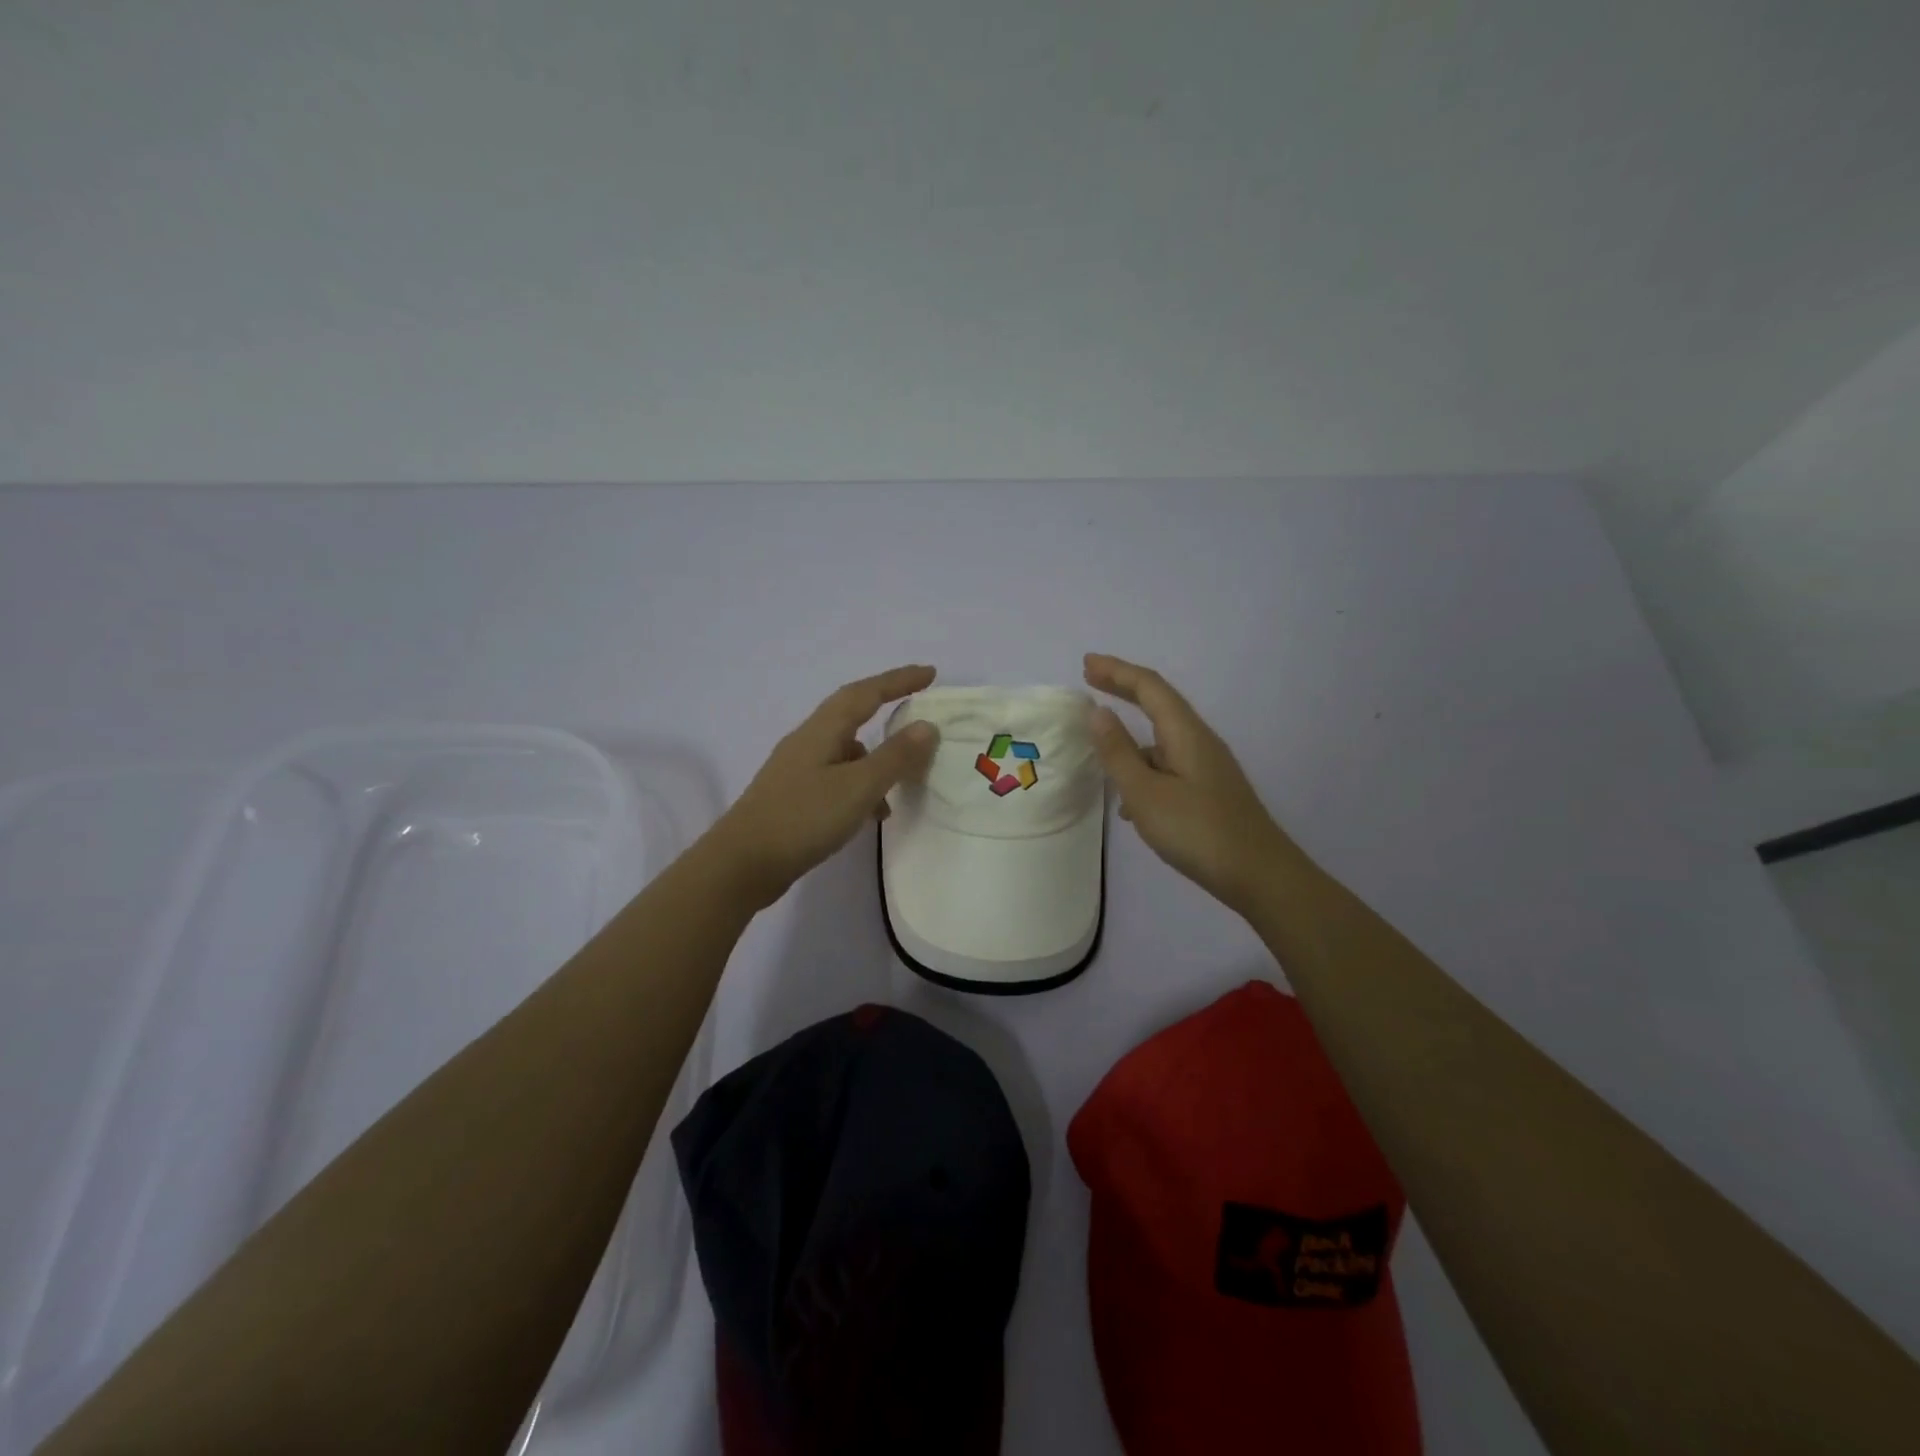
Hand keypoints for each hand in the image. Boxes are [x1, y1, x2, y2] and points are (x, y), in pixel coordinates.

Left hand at [708, 665, 940, 908]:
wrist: (741, 864)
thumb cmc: (803, 818)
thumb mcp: (858, 787)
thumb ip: (895, 757)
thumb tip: (927, 726)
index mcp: (821, 731)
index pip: (866, 693)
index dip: (898, 680)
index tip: (930, 673)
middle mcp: (807, 742)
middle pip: (851, 713)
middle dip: (886, 708)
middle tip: (918, 712)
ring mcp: (797, 770)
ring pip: (846, 751)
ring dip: (876, 759)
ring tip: (902, 785)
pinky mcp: (793, 797)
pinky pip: (837, 778)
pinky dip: (860, 787)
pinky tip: (870, 815)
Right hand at [1083, 653, 1293, 916]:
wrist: (1259, 876)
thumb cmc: (1197, 831)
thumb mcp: (1145, 793)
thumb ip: (1119, 753)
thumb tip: (1098, 713)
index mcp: (1185, 733)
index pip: (1149, 687)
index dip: (1117, 671)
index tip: (1086, 664)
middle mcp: (1199, 741)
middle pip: (1158, 704)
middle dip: (1124, 689)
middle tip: (1091, 679)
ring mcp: (1207, 767)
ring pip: (1161, 740)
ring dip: (1131, 736)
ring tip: (1100, 750)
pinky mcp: (1209, 792)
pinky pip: (1168, 767)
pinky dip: (1143, 770)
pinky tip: (1129, 803)